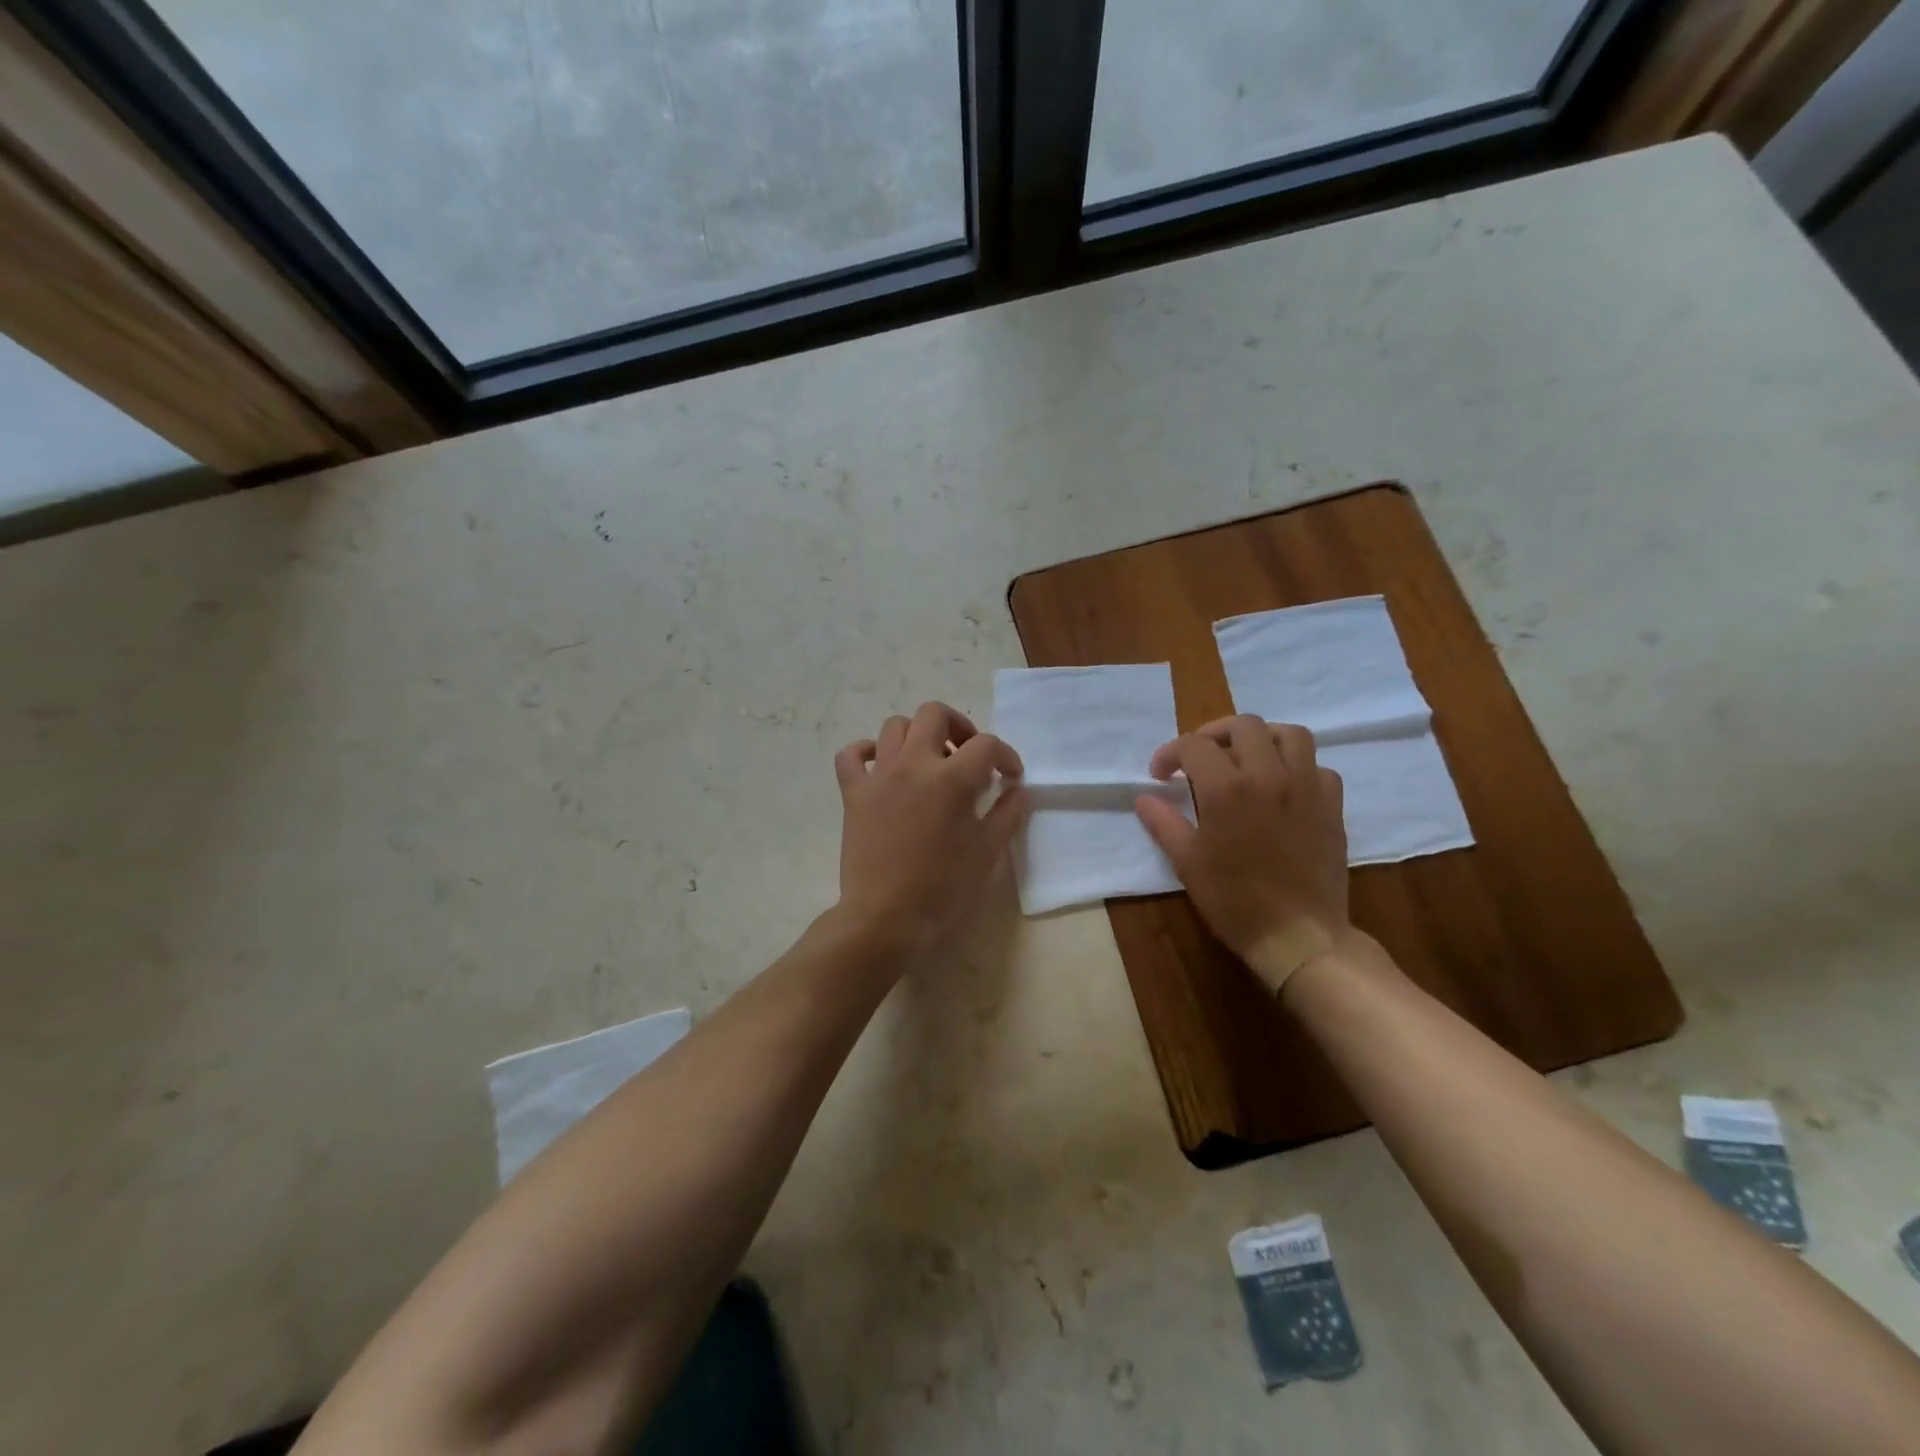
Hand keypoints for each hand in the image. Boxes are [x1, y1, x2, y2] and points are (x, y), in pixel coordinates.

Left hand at [833, 702, 1029, 956]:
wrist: (886, 917)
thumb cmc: (943, 888)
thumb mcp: (987, 852)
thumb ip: (1007, 814)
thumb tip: (1019, 791)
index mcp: (952, 778)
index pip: (986, 745)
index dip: (1005, 756)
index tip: (1010, 778)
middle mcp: (913, 764)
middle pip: (935, 714)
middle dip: (959, 727)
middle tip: (968, 755)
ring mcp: (879, 775)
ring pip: (895, 726)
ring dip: (918, 735)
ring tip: (930, 762)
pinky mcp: (853, 792)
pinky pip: (852, 754)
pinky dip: (867, 751)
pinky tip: (882, 766)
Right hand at [1135, 715, 1350, 994]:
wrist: (1298, 935)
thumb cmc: (1234, 901)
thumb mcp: (1187, 862)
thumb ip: (1163, 822)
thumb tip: (1144, 798)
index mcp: (1227, 788)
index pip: (1193, 745)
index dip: (1170, 754)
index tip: (1160, 775)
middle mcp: (1269, 775)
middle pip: (1243, 726)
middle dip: (1213, 734)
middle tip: (1199, 758)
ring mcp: (1306, 786)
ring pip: (1289, 734)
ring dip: (1262, 737)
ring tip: (1245, 757)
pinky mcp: (1332, 805)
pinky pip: (1318, 766)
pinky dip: (1297, 766)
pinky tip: (1283, 786)